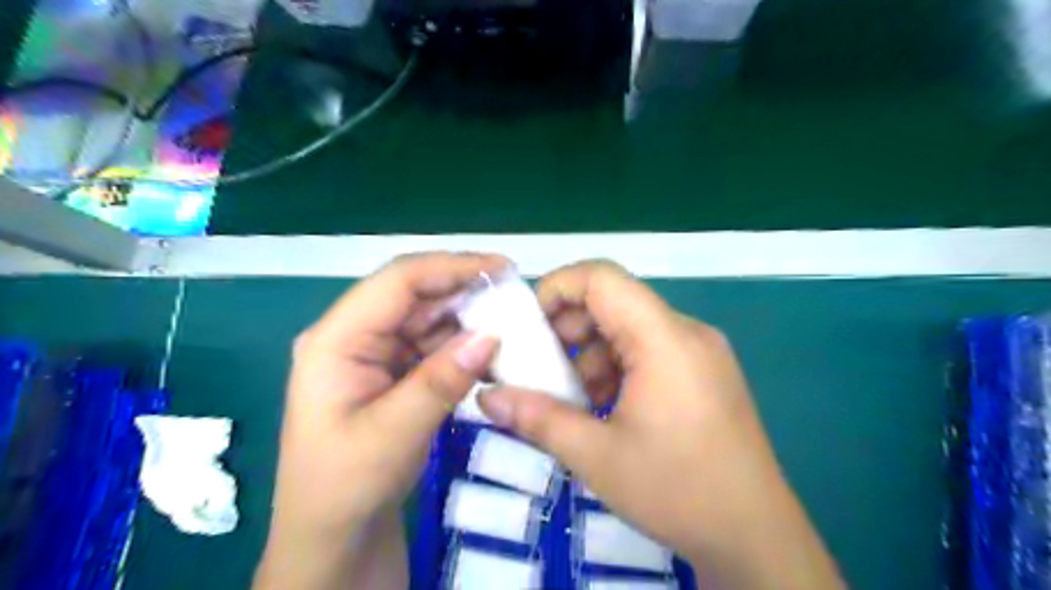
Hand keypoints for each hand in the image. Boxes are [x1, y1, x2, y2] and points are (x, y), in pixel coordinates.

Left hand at [251, 252, 502, 589]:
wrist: (335, 533)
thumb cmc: (345, 486)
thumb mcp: (391, 435)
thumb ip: (440, 381)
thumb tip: (492, 334)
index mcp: (336, 339)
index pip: (397, 282)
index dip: (450, 267)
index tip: (501, 268)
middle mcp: (355, 335)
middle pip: (415, 295)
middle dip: (465, 292)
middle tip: (515, 297)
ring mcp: (376, 353)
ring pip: (429, 319)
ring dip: (469, 320)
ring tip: (512, 324)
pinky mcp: (394, 371)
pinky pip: (434, 346)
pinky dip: (463, 346)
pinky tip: (491, 351)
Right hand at [479, 262, 843, 589]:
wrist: (754, 535)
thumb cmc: (677, 490)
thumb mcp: (596, 456)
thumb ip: (536, 418)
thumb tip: (486, 396)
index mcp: (664, 338)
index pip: (602, 277)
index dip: (558, 288)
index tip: (529, 327)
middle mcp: (686, 331)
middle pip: (614, 300)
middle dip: (570, 328)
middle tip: (545, 370)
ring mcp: (700, 350)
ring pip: (630, 326)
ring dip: (593, 352)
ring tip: (578, 399)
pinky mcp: (704, 370)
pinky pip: (649, 347)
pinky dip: (618, 365)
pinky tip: (609, 406)